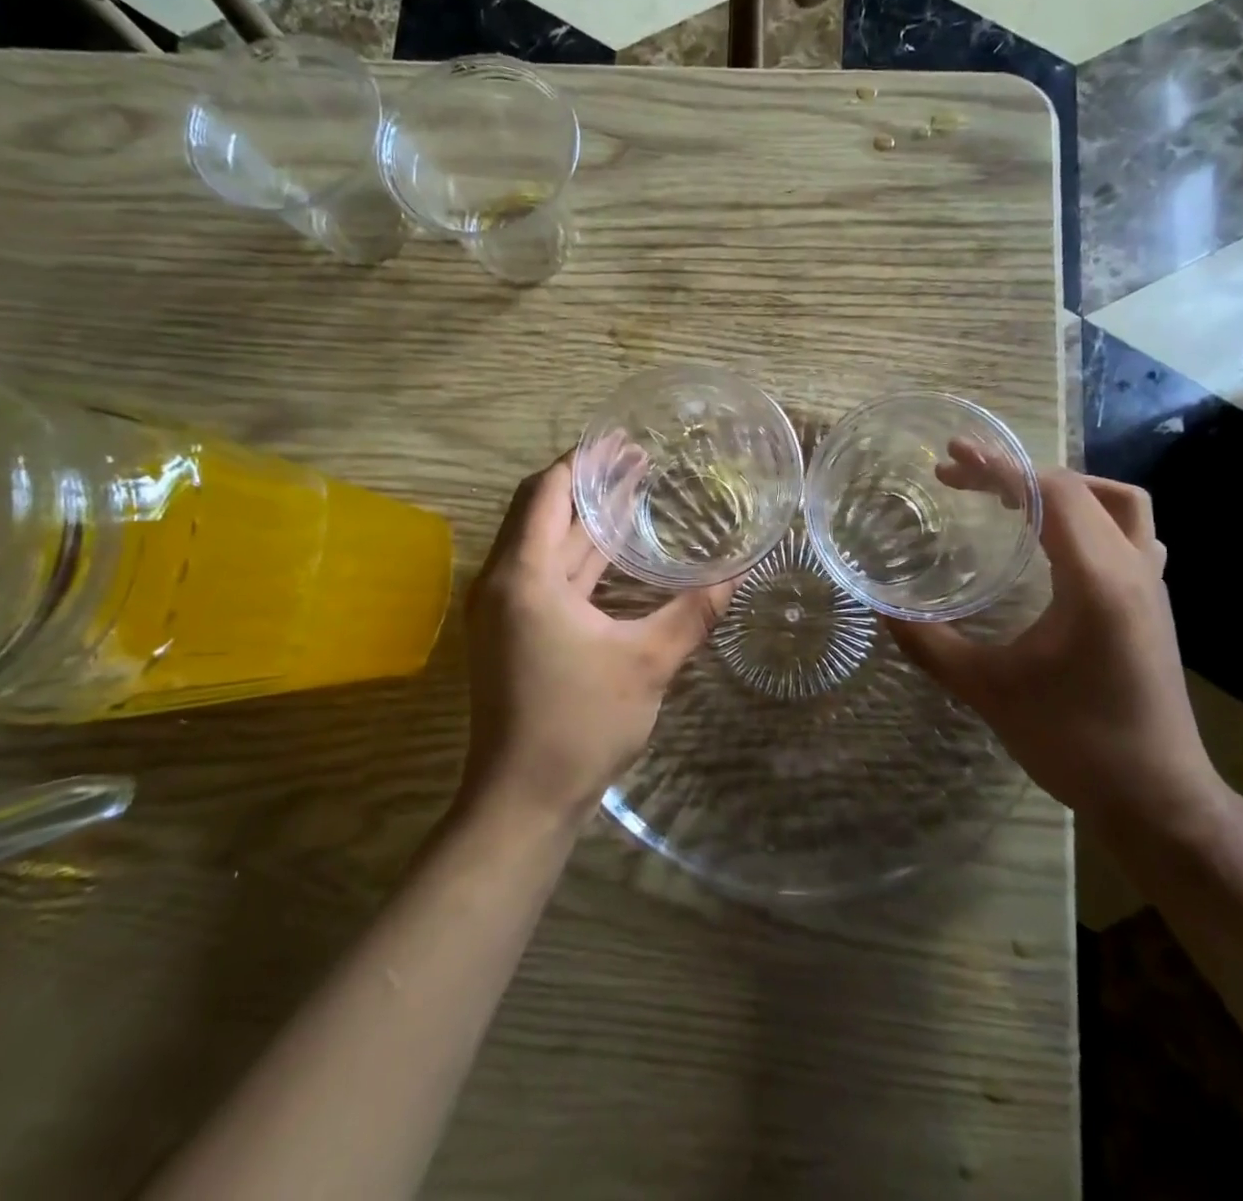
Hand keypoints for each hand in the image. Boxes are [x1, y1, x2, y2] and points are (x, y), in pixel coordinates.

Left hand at [462, 453, 735, 820]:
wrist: (522, 800)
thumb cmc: (579, 725)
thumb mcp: (647, 663)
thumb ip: (693, 612)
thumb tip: (740, 572)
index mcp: (524, 576)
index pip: (546, 492)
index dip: (582, 461)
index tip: (621, 441)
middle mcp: (503, 582)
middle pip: (539, 511)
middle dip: (586, 483)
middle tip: (635, 460)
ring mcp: (503, 609)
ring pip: (542, 544)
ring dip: (582, 519)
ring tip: (630, 491)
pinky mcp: (511, 632)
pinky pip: (544, 574)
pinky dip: (576, 555)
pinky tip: (613, 551)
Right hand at [890, 464, 1225, 838]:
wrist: (1157, 800)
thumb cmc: (1073, 742)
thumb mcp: (987, 691)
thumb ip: (929, 644)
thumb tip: (882, 610)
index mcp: (1097, 581)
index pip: (1051, 495)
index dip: (998, 469)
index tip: (950, 460)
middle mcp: (1133, 570)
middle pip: (1080, 489)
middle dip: (1018, 473)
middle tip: (963, 478)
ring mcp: (1152, 586)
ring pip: (1120, 504)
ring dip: (1064, 488)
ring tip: (1014, 497)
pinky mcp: (1154, 604)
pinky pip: (1133, 533)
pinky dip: (1092, 516)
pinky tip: (1059, 542)